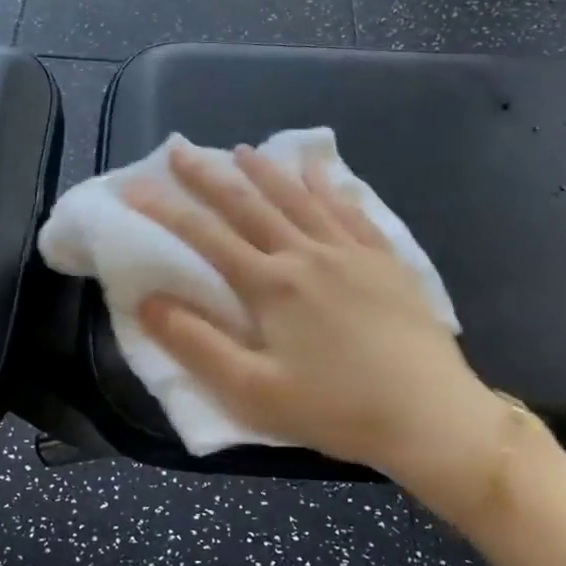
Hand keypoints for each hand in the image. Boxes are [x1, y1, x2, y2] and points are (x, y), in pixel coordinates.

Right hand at [126, 145, 509, 502]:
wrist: (431, 415)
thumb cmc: (336, 409)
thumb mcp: (253, 391)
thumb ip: (196, 344)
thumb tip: (147, 301)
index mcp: (271, 285)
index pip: (206, 237)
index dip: (166, 211)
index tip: (134, 188)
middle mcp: (306, 254)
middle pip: (250, 205)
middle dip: (210, 177)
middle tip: (181, 150)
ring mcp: (350, 252)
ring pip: (299, 199)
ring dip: (265, 172)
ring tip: (242, 150)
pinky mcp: (385, 260)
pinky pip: (350, 210)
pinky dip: (328, 186)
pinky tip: (318, 171)